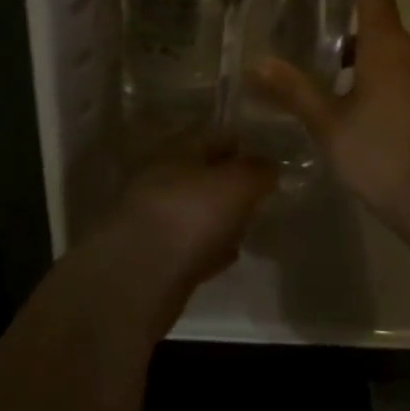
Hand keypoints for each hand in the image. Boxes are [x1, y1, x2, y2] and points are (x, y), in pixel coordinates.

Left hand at [96, 139, 276, 296]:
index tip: (265, 155)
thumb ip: (258, 170)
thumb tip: (268, 165)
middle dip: (227, 181)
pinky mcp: (156, 257)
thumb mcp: (238, 183)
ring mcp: (155, 219)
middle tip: (259, 192)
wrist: (140, 273)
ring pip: (194, 210)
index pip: (210, 136)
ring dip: (218, 215)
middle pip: (200, 174)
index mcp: (176, 151)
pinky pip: (191, 246)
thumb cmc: (192, 213)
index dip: (238, 143)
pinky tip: (230, 254)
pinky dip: (210, 247)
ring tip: (249, 222)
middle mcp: (161, 179)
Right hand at [252, 0, 409, 228]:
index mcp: (390, 45)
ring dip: (376, 67)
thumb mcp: (329, 124)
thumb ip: (294, 90)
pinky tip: (381, 121)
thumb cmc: (381, 154)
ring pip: (403, 60)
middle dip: (354, 38)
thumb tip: (257, 63)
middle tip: (321, 55)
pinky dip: (399, 89)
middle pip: (385, 29)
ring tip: (346, 96)